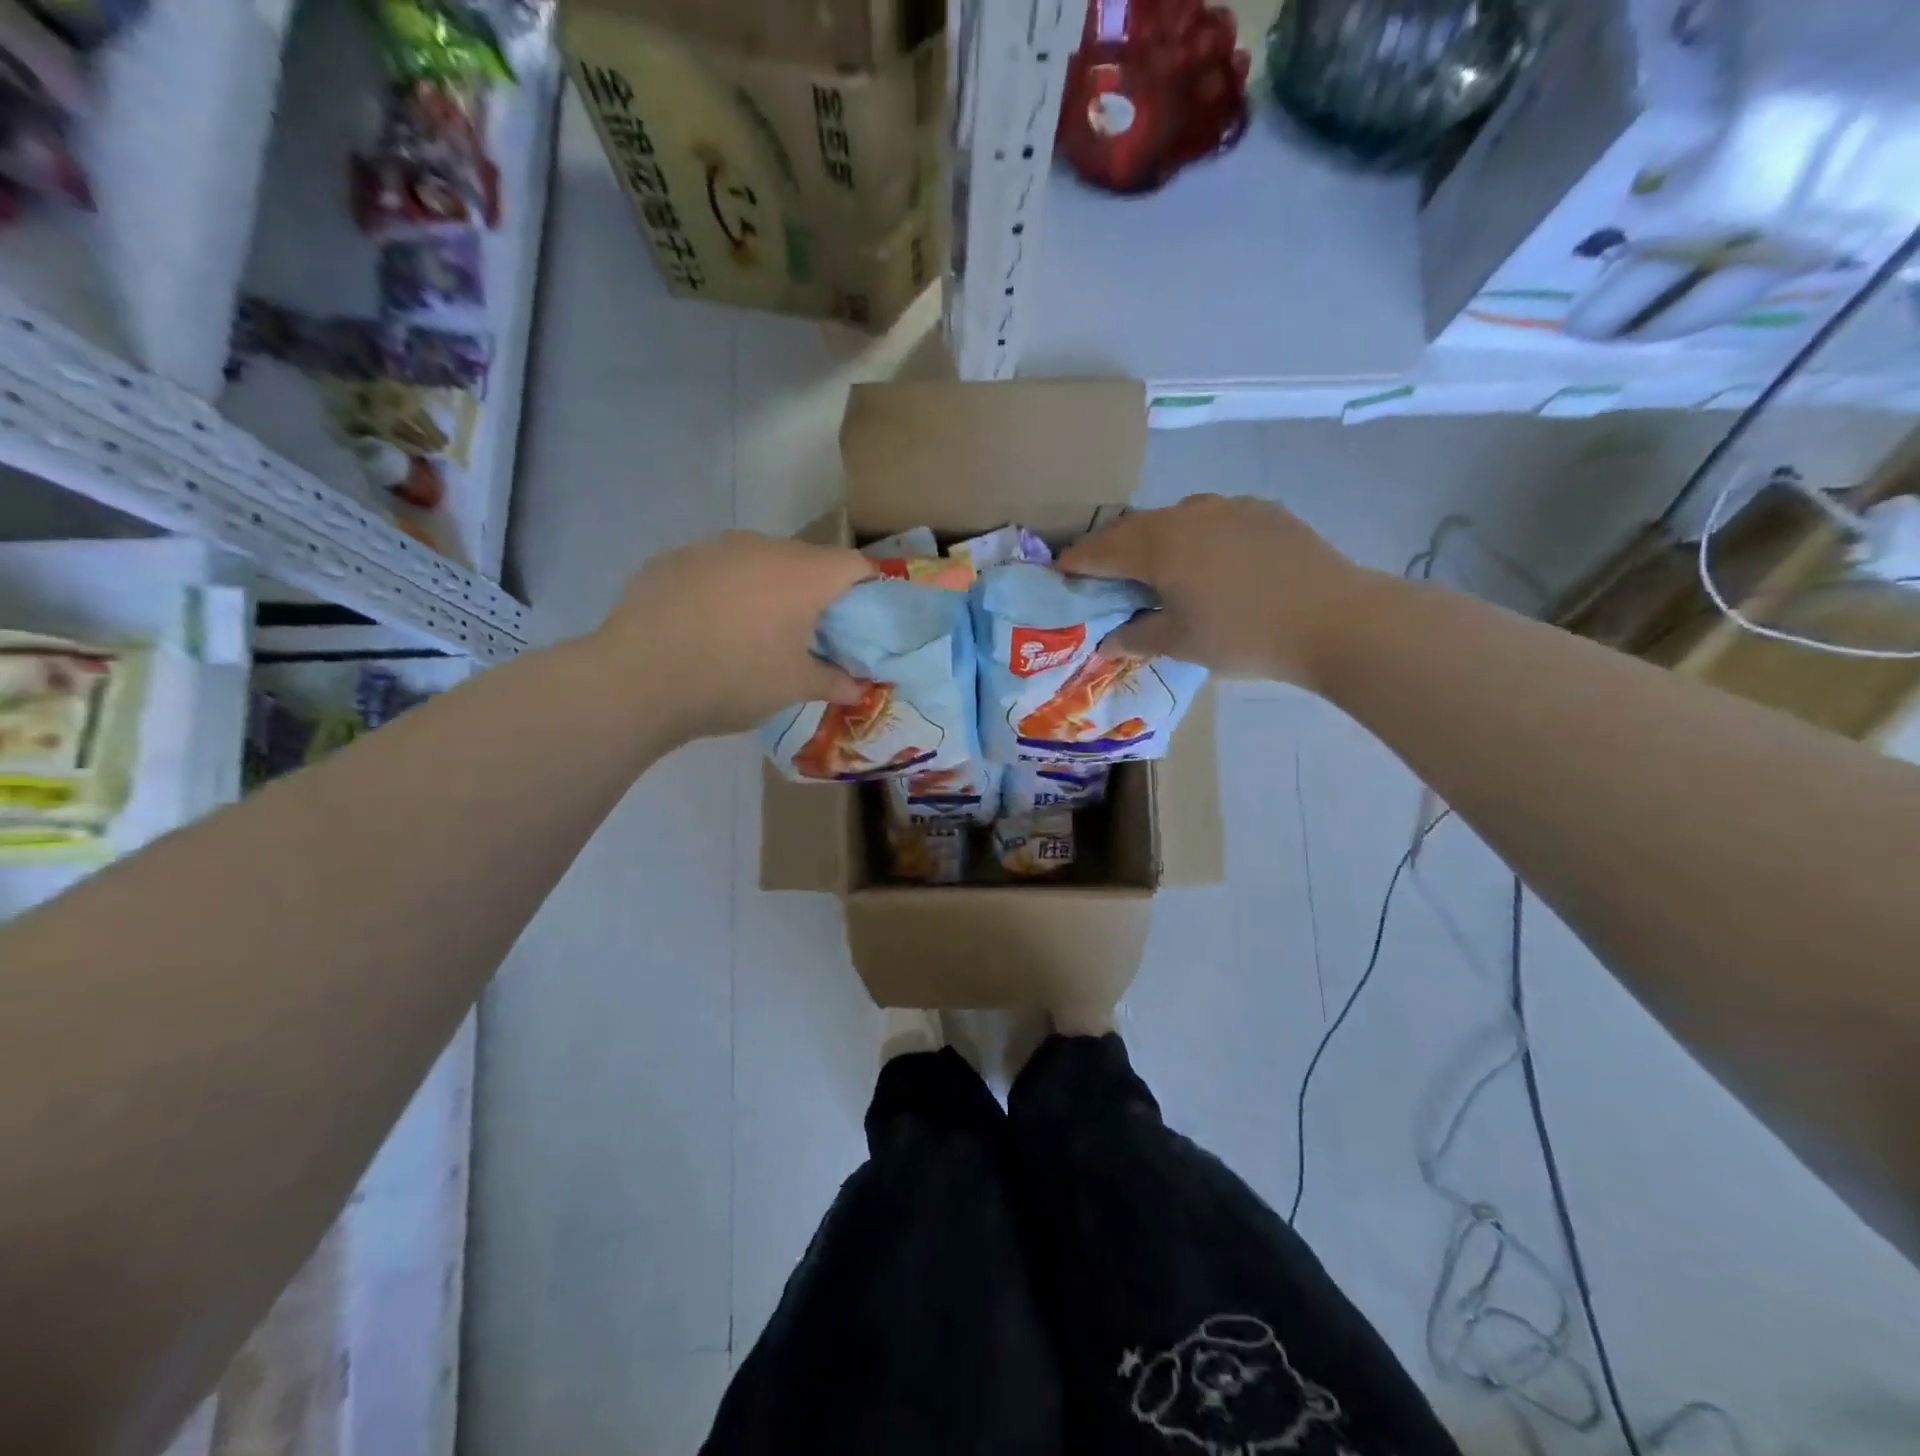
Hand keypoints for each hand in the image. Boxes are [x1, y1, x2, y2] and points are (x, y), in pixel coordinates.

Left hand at [598, 532, 873, 742]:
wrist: (635, 679)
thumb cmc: (732, 680)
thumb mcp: (793, 688)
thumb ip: (835, 682)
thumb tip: (861, 689)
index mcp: (803, 574)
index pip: (856, 565)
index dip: (867, 591)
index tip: (860, 623)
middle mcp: (762, 547)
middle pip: (807, 560)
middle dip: (816, 592)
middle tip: (808, 634)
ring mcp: (713, 547)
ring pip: (759, 560)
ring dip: (768, 588)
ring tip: (753, 631)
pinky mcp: (673, 558)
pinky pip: (716, 568)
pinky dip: (724, 590)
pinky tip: (706, 627)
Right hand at [1058, 495, 1371, 685]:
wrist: (1335, 619)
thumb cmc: (1244, 636)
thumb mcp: (1181, 644)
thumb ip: (1136, 638)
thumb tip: (1107, 640)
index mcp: (1158, 545)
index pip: (1100, 550)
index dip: (1076, 563)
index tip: (1060, 574)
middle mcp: (1186, 514)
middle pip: (1134, 528)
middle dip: (1112, 550)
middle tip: (1101, 575)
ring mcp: (1228, 507)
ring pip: (1174, 519)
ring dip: (1154, 541)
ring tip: (1155, 568)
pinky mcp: (1262, 511)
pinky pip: (1211, 519)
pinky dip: (1194, 537)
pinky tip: (1208, 563)